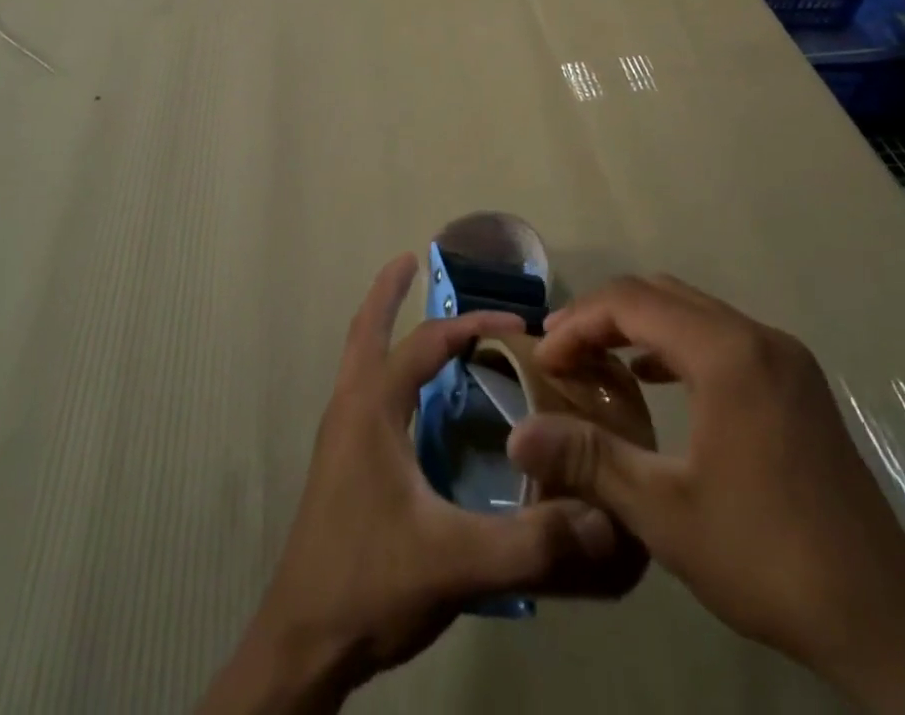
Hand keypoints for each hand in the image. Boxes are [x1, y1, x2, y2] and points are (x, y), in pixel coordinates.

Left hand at [197, 254, 643, 714]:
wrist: (302, 644)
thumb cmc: (369, 584)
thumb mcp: (455, 562)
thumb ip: (530, 542)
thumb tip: (601, 518)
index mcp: (372, 408)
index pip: (426, 342)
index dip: (473, 325)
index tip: (519, 324)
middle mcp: (350, 407)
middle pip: (366, 330)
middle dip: (387, 292)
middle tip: (409, 261)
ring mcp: (339, 435)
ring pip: (359, 359)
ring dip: (384, 327)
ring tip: (413, 314)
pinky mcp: (340, 462)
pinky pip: (364, 391)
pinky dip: (386, 369)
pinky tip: (413, 398)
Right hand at [506, 276, 904, 714]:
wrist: (886, 624)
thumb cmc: (767, 557)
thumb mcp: (664, 512)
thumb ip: (588, 458)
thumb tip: (517, 432)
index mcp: (727, 353)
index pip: (631, 302)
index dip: (578, 322)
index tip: (543, 357)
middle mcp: (757, 336)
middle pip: (660, 294)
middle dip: (603, 316)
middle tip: (562, 353)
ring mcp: (784, 356)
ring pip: (691, 310)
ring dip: (638, 326)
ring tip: (596, 362)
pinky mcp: (797, 382)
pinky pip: (720, 335)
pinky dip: (675, 343)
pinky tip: (652, 379)